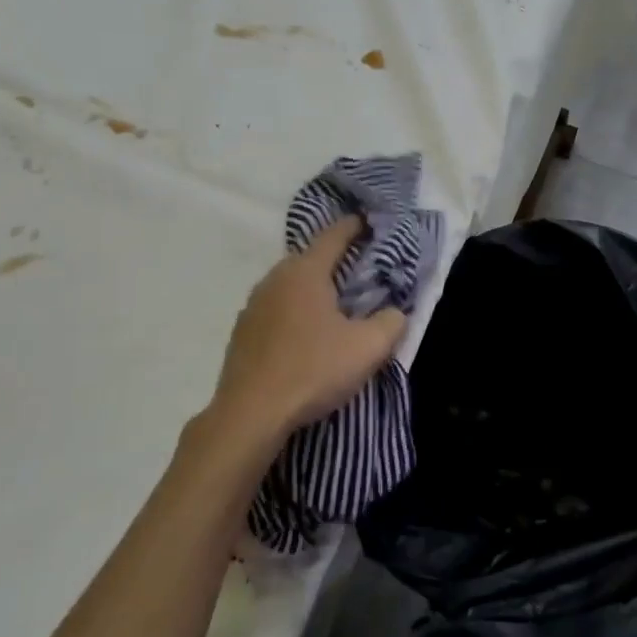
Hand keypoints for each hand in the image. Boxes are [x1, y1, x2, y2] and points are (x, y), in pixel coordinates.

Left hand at [205, 216, 407, 455]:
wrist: (250, 415)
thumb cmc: (313, 371)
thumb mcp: (368, 348)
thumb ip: (391, 322)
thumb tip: (395, 313)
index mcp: (305, 272)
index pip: (334, 235)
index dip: (354, 226)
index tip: (369, 221)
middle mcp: (275, 279)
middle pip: (309, 258)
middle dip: (335, 260)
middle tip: (360, 270)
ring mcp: (253, 305)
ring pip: (289, 285)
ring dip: (312, 288)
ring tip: (334, 305)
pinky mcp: (241, 333)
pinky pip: (275, 309)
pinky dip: (293, 311)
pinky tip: (304, 335)